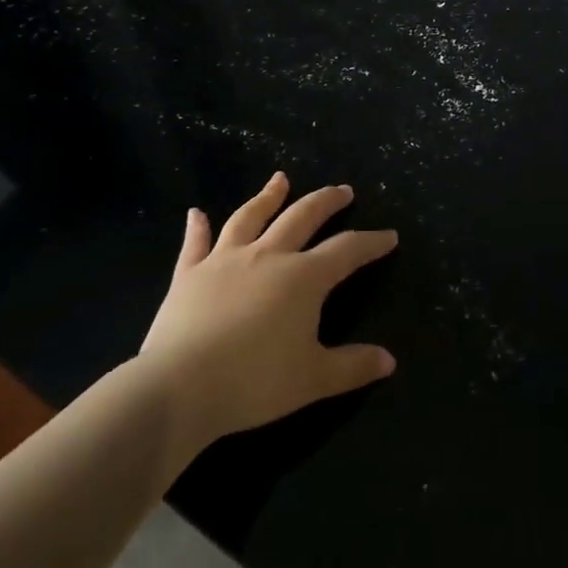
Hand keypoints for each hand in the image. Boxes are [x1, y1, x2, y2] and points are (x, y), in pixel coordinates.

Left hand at [137, 172, 398, 445]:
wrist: (178, 388)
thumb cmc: (254, 382)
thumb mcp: (313, 379)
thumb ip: (352, 366)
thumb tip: (389, 361)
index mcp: (303, 278)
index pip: (346, 251)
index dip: (371, 242)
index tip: (389, 235)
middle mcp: (267, 256)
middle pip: (302, 217)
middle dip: (326, 202)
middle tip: (343, 190)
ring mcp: (224, 260)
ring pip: (250, 217)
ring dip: (268, 196)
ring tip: (280, 179)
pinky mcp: (188, 274)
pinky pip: (195, 244)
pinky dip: (197, 227)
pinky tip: (196, 213)